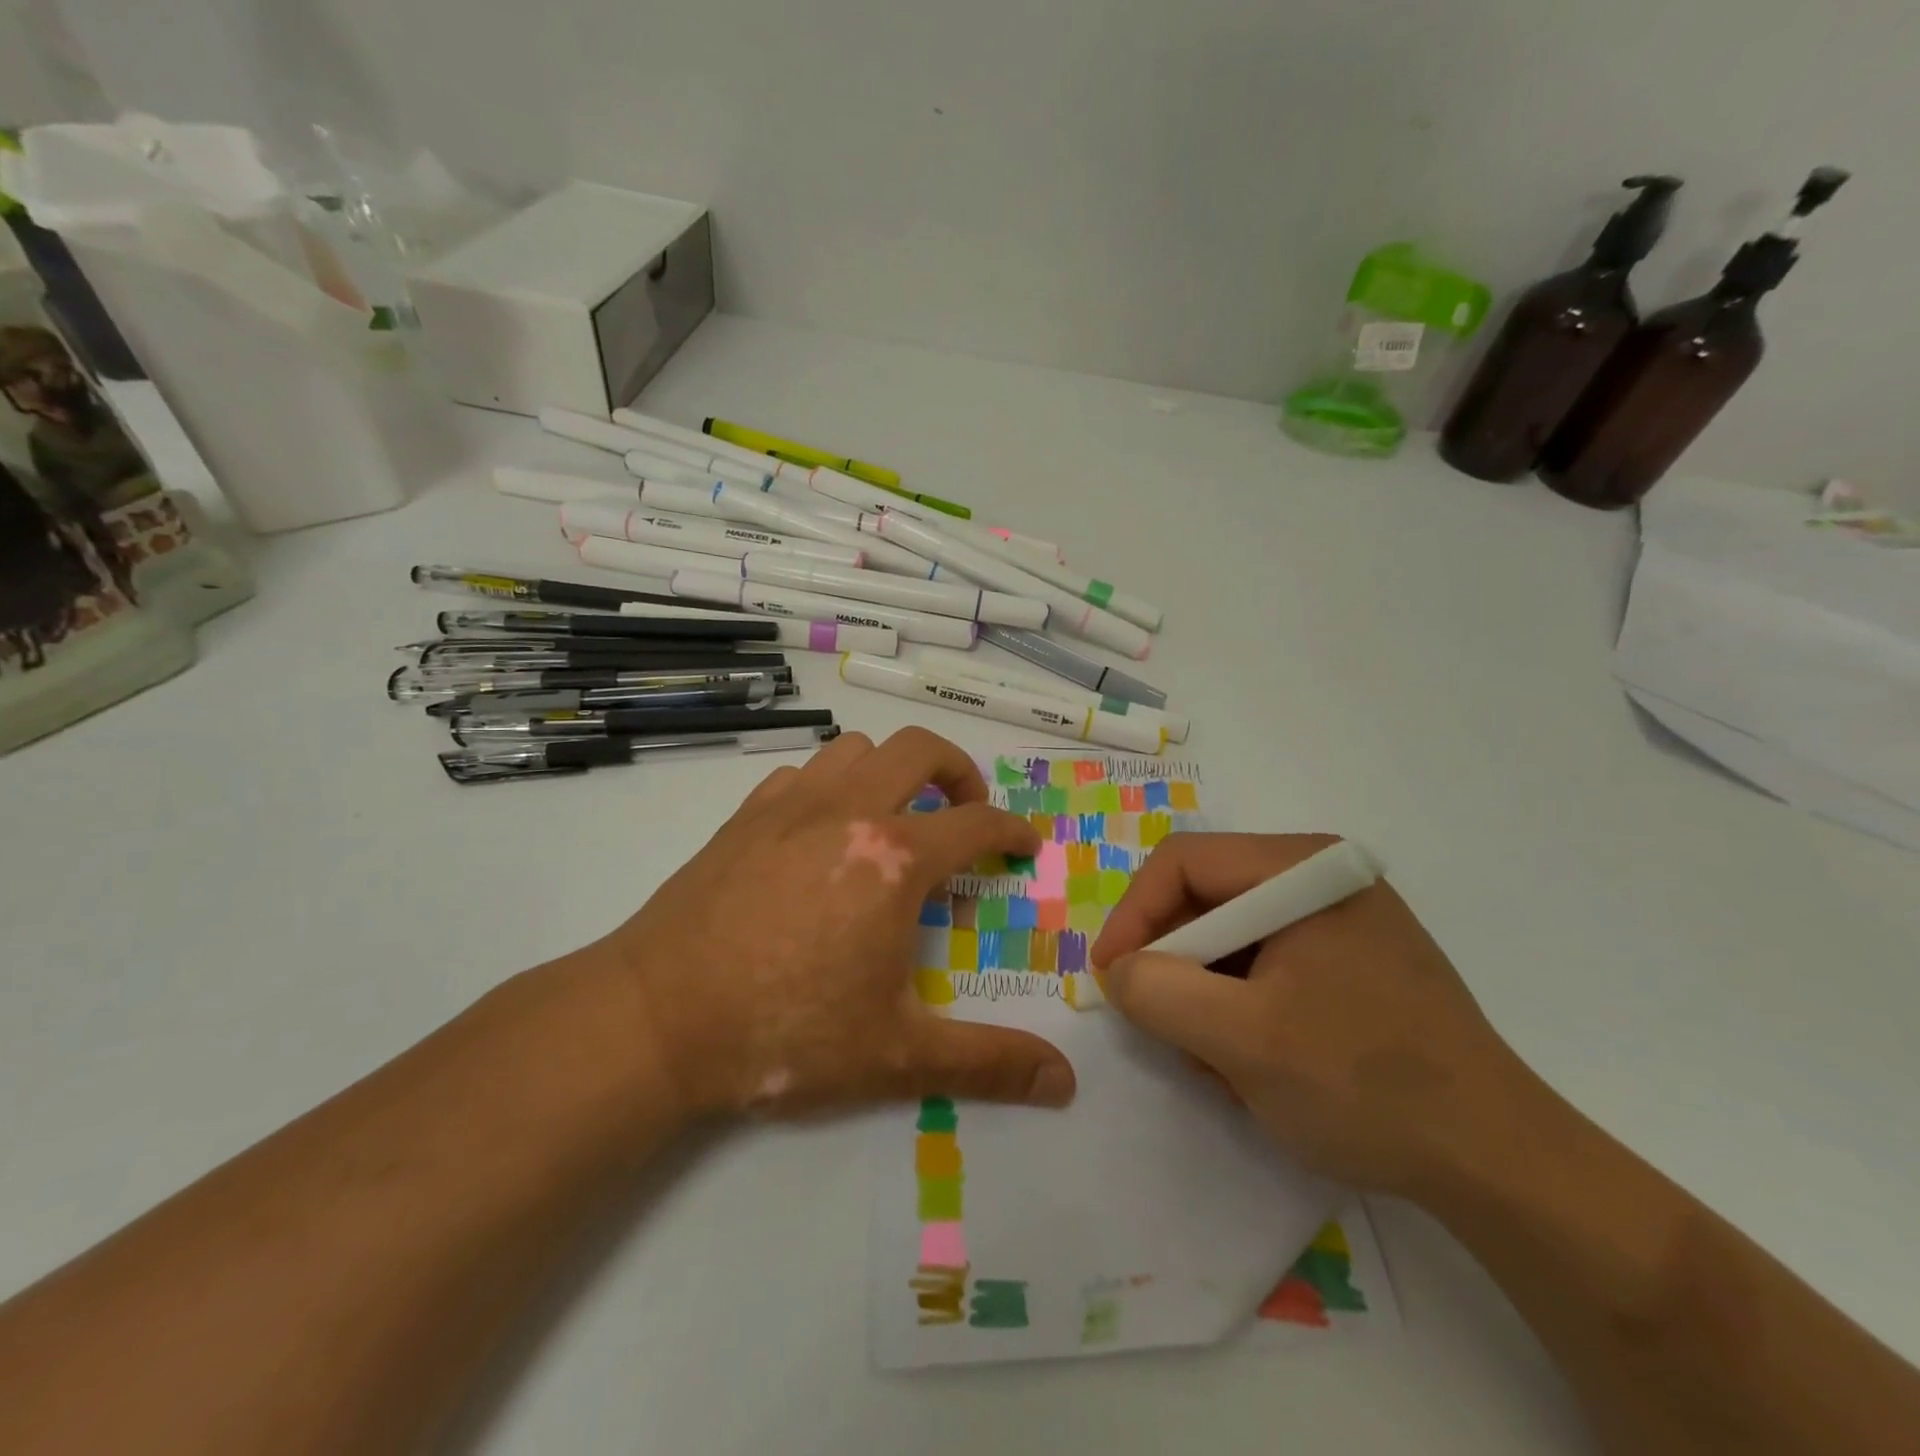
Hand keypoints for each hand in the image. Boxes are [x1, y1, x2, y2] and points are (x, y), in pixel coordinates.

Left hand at [589, 728, 1076, 1120]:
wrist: (655, 1019)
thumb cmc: (783, 1034)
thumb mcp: (896, 1056)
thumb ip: (987, 1063)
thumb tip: (1065, 1083)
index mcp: (894, 859)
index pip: (975, 822)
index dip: (1011, 829)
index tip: (1023, 845)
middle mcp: (848, 811)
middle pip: (919, 749)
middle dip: (959, 771)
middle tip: (966, 811)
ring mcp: (790, 805)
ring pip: (856, 748)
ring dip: (890, 770)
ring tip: (895, 816)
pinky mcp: (744, 815)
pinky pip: (802, 773)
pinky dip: (831, 785)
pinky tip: (823, 831)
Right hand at [1090, 833, 1532, 1198]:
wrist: (1500, 1164)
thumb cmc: (1366, 1084)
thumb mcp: (1242, 1039)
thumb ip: (1159, 992)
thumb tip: (1119, 970)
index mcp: (1303, 869)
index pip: (1183, 863)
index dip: (1133, 915)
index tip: (1109, 977)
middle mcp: (1321, 879)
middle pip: (1207, 898)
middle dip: (1174, 964)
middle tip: (1161, 1027)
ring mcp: (1341, 921)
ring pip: (1232, 937)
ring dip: (1206, 994)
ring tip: (1216, 1060)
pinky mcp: (1351, 961)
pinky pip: (1266, 965)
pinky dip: (1240, 1007)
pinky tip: (1253, 1062)